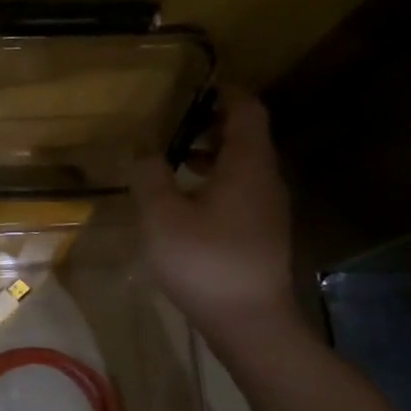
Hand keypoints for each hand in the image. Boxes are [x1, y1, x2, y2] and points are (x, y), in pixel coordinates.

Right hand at [129, 90, 304, 351]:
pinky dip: (215, 184)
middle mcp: (265, 180)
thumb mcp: (162, 216)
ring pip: (243, 168)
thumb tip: (142, 146)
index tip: (195, 88)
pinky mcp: (262, 235)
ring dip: (211, 157)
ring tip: (174, 162)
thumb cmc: (205, 262)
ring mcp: (268, 210)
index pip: (247, 110)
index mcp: (247, 165)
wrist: (250, 322)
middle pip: (247, 137)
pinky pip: (241, 193)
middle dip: (212, 125)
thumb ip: (149, 176)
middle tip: (175, 125)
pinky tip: (187, 205)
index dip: (224, 93)